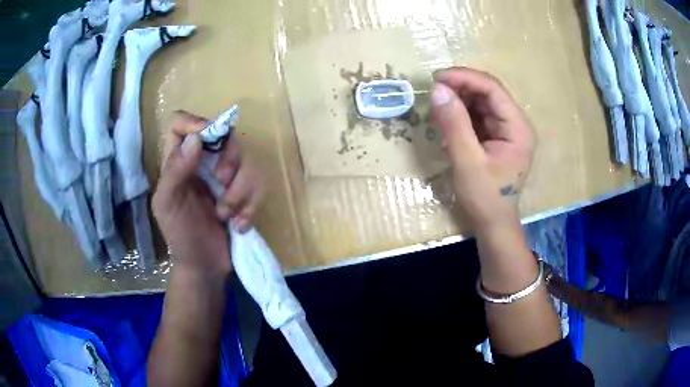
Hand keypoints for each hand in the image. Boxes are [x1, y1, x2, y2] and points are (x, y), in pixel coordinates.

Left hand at [152, 110, 264, 276]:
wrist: (205, 267)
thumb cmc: (181, 236)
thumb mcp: (167, 205)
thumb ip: (175, 171)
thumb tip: (196, 138)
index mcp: (178, 161)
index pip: (180, 123)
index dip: (194, 123)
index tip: (207, 141)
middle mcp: (202, 162)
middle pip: (225, 136)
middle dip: (230, 163)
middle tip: (223, 186)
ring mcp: (225, 177)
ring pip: (248, 160)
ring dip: (242, 192)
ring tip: (228, 216)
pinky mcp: (244, 192)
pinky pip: (260, 184)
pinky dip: (252, 206)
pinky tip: (239, 225)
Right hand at [430, 67, 535, 229]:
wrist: (493, 224)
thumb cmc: (485, 197)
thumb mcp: (467, 161)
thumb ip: (454, 124)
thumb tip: (438, 90)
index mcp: (518, 127)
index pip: (492, 89)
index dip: (465, 78)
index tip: (437, 79)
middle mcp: (515, 124)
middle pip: (487, 93)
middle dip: (460, 88)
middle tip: (433, 92)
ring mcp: (506, 130)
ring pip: (481, 103)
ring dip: (458, 101)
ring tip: (436, 109)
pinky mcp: (497, 137)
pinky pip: (478, 117)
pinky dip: (460, 115)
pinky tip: (446, 122)